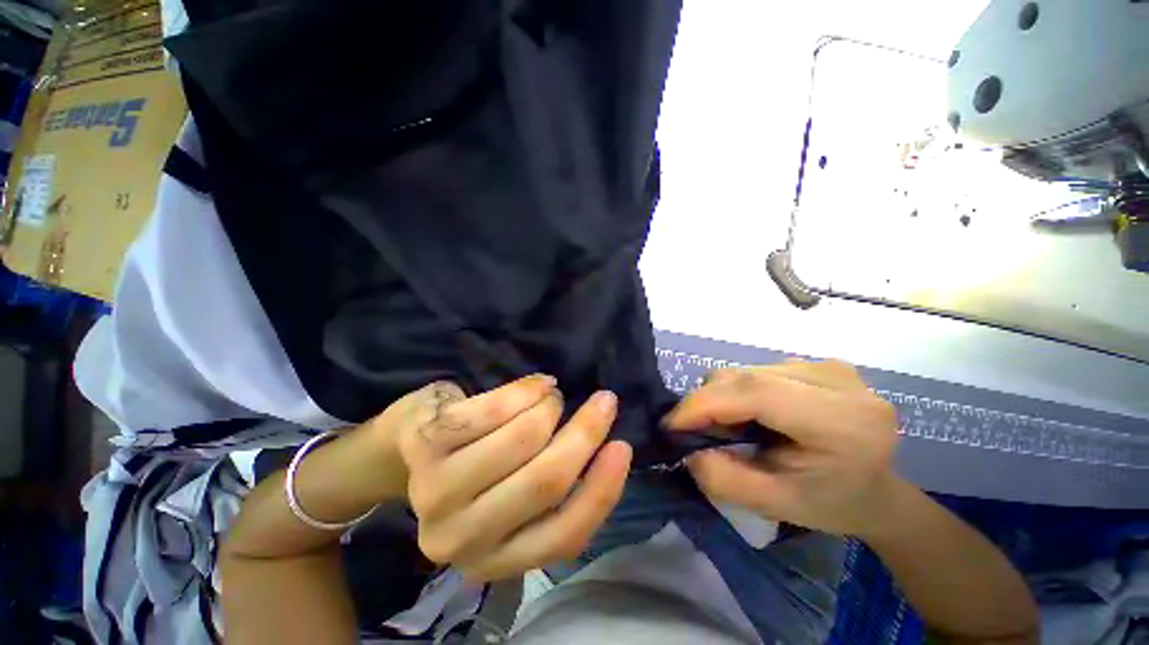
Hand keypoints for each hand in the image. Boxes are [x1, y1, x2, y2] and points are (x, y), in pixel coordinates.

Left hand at [392, 375, 631, 581]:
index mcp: (495, 559)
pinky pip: (495, 409)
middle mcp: (462, 539)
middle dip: (585, 432)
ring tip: (553, 396)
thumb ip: (556, 490)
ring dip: (551, 407)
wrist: (413, 447)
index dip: (603, 488)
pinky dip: (526, 389)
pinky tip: (538, 383)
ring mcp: (438, 492)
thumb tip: (608, 451)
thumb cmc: (478, 469)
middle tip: (605, 401)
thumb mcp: (518, 495)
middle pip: (545, 481)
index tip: (623, 445)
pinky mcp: (428, 445)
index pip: (565, 536)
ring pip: (523, 439)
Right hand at [664, 360, 903, 538]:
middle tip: (694, 432)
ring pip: (745, 370)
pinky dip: (739, 391)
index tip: (671, 425)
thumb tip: (687, 447)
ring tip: (729, 428)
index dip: (704, 404)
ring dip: (722, 397)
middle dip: (706, 402)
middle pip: (746, 377)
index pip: (756, 393)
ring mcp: (828, 366)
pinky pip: (757, 370)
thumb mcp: (775, 505)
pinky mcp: (817, 363)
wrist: (877, 492)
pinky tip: (753, 415)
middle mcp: (837, 381)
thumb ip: (723, 479)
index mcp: (842, 421)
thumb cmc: (830, 504)